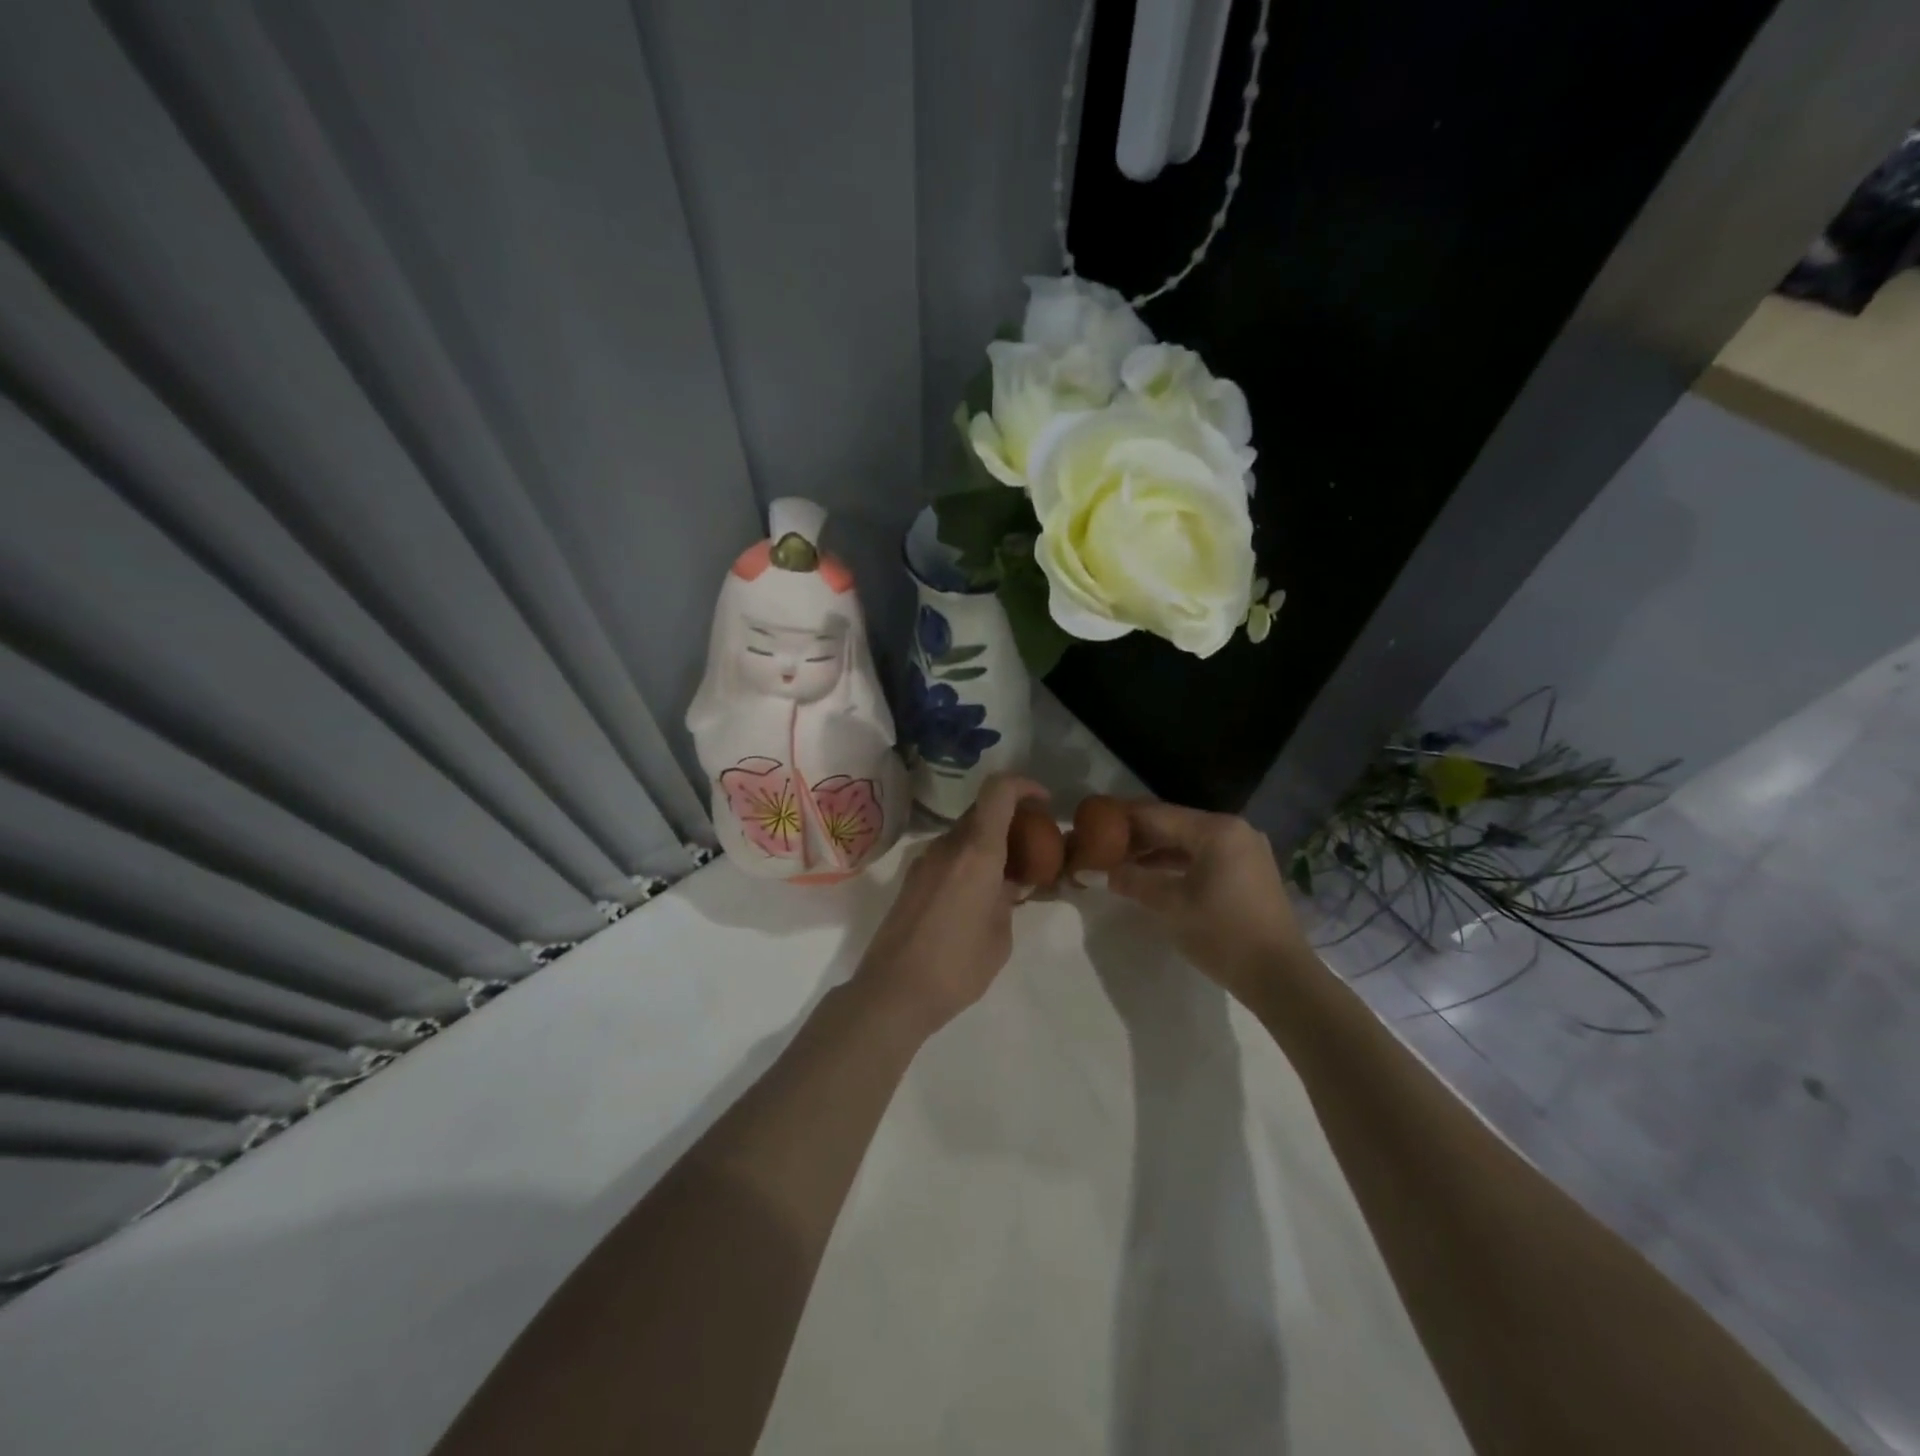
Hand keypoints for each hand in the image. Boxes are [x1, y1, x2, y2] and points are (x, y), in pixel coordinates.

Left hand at [851, 774, 1049, 1037]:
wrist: (893, 992)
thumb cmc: (957, 967)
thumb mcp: (1000, 935)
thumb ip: (1009, 899)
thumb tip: (1009, 883)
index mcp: (976, 852)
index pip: (998, 791)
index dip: (1024, 785)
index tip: (1044, 803)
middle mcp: (947, 846)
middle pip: (982, 811)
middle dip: (1011, 819)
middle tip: (1034, 846)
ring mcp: (924, 861)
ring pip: (963, 834)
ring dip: (989, 842)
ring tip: (1010, 876)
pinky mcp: (911, 879)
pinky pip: (948, 855)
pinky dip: (970, 859)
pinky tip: (980, 894)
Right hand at [1108, 801, 1310, 1001]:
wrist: (1280, 977)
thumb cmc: (1223, 934)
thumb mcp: (1171, 905)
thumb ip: (1132, 880)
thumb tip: (1096, 871)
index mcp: (1217, 830)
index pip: (1157, 814)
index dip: (1122, 818)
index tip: (1091, 822)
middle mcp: (1234, 830)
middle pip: (1174, 824)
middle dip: (1137, 836)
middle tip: (1101, 845)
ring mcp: (1245, 851)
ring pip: (1189, 842)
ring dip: (1155, 851)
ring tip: (1119, 862)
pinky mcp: (1248, 872)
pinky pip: (1204, 857)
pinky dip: (1177, 864)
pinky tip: (1151, 876)